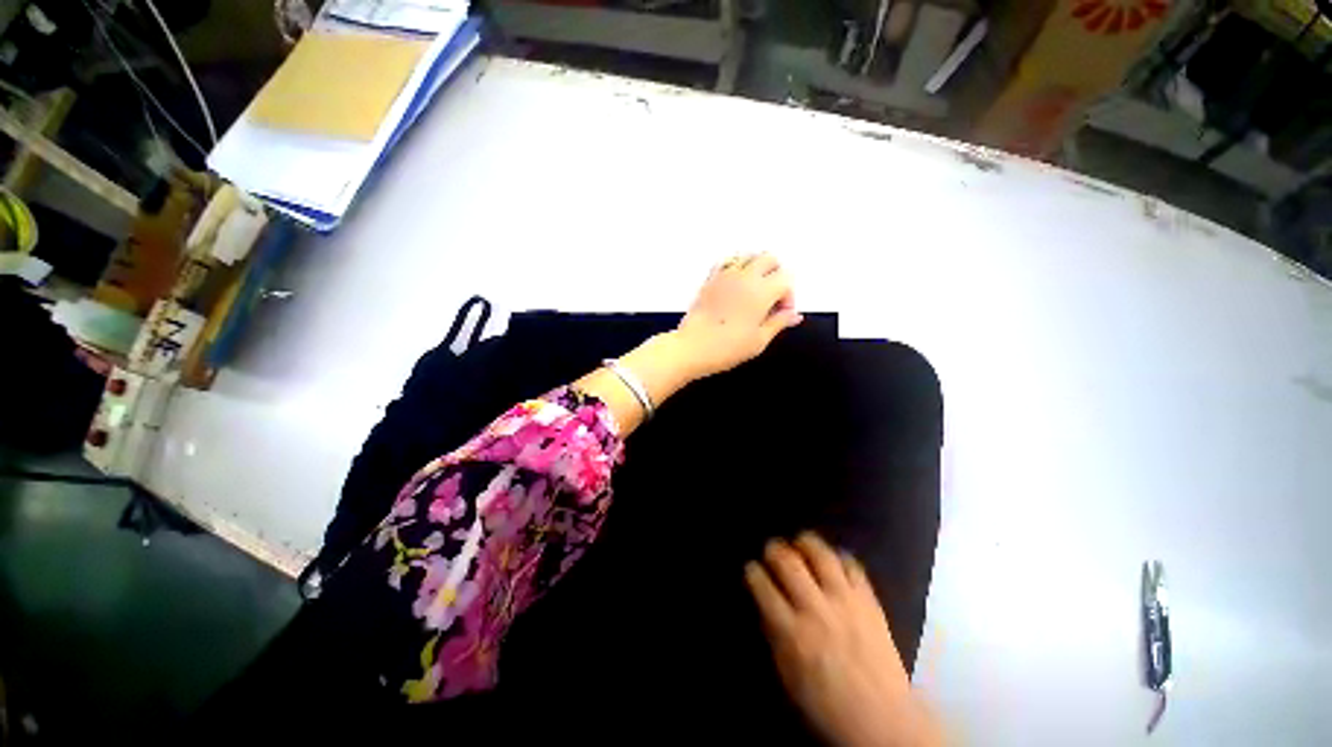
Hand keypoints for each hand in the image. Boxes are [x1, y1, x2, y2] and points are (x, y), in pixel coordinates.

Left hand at [674, 253, 802, 380]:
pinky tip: (735, 285)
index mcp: (761, 292)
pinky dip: (736, 267)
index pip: (786, 279)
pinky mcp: (709, 280)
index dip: (788, 296)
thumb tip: (794, 315)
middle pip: (769, 259)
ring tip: (754, 290)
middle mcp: (744, 277)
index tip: (781, 313)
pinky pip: (727, 262)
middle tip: (771, 298)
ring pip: (748, 256)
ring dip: (757, 268)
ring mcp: (724, 275)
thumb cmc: (726, 348)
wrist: (691, 348)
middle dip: (776, 275)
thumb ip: (779, 323)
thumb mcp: (758, 341)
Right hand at [745, 533, 942, 746]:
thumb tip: (765, 603)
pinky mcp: (869, 602)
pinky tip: (834, 558)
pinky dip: (841, 557)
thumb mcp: (788, 675)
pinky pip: (854, 567)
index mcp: (793, 632)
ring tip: (800, 542)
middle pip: (789, 563)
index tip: (751, 568)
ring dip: (806, 543)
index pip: (764, 588)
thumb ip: (774, 635)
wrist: (883, 719)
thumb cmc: (827, 704)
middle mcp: (816, 610)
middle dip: (774, 549)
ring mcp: (846, 602)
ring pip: (821, 556)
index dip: (753, 572)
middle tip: (772, 549)